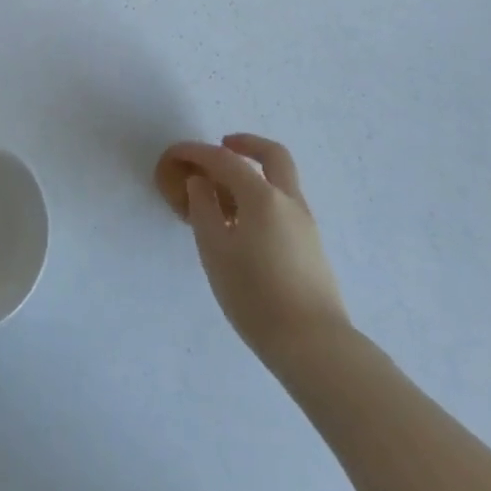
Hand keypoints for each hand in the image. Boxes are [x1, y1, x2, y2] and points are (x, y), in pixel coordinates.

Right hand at [164, 135, 349, 364]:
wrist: (314, 346)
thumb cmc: (256, 296)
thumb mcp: (216, 251)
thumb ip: (204, 209)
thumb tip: (200, 182)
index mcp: (263, 197)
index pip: (225, 160)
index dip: (197, 152)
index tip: (176, 154)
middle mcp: (289, 201)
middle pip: (272, 155)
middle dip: (246, 144)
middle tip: (221, 146)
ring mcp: (305, 223)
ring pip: (281, 181)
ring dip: (254, 174)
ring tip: (223, 195)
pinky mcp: (311, 246)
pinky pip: (284, 204)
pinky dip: (262, 198)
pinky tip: (243, 225)